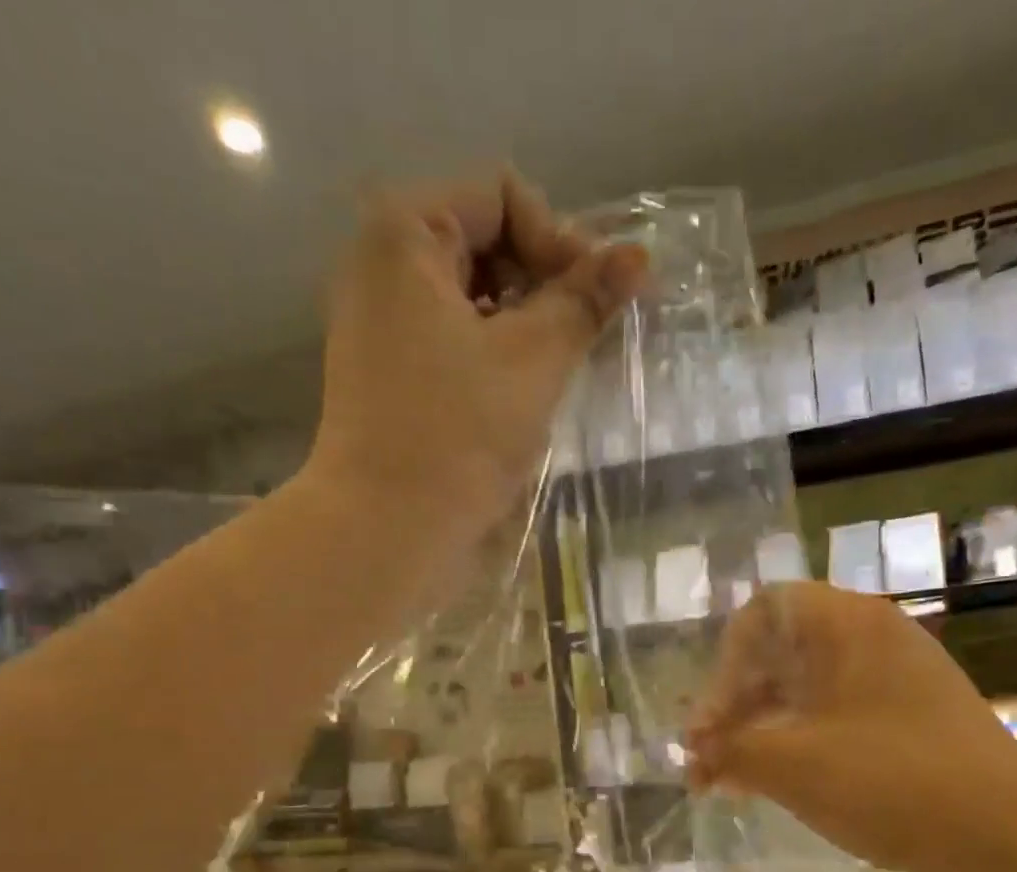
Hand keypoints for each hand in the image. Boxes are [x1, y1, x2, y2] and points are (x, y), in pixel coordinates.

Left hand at [308, 170, 647, 558]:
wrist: (388, 530)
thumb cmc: (459, 436)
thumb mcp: (533, 360)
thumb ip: (584, 301)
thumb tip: (638, 257)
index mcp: (404, 235)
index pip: (502, 197)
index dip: (559, 241)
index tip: (592, 304)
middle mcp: (380, 267)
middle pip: (483, 243)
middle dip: (540, 285)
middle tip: (579, 341)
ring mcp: (378, 326)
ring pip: (471, 300)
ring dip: (522, 328)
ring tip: (553, 376)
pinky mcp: (386, 378)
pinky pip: (451, 344)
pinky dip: (492, 359)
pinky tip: (518, 401)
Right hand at [686, 582, 1016, 871]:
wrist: (1007, 838)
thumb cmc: (888, 781)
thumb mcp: (789, 764)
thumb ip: (729, 750)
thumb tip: (696, 753)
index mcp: (846, 624)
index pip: (761, 613)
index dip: (723, 666)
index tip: (711, 725)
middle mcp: (873, 640)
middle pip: (780, 655)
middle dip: (735, 708)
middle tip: (706, 762)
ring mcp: (897, 683)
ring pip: (807, 693)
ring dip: (762, 733)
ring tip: (730, 784)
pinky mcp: (912, 724)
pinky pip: (838, 721)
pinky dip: (799, 747)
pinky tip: (775, 789)